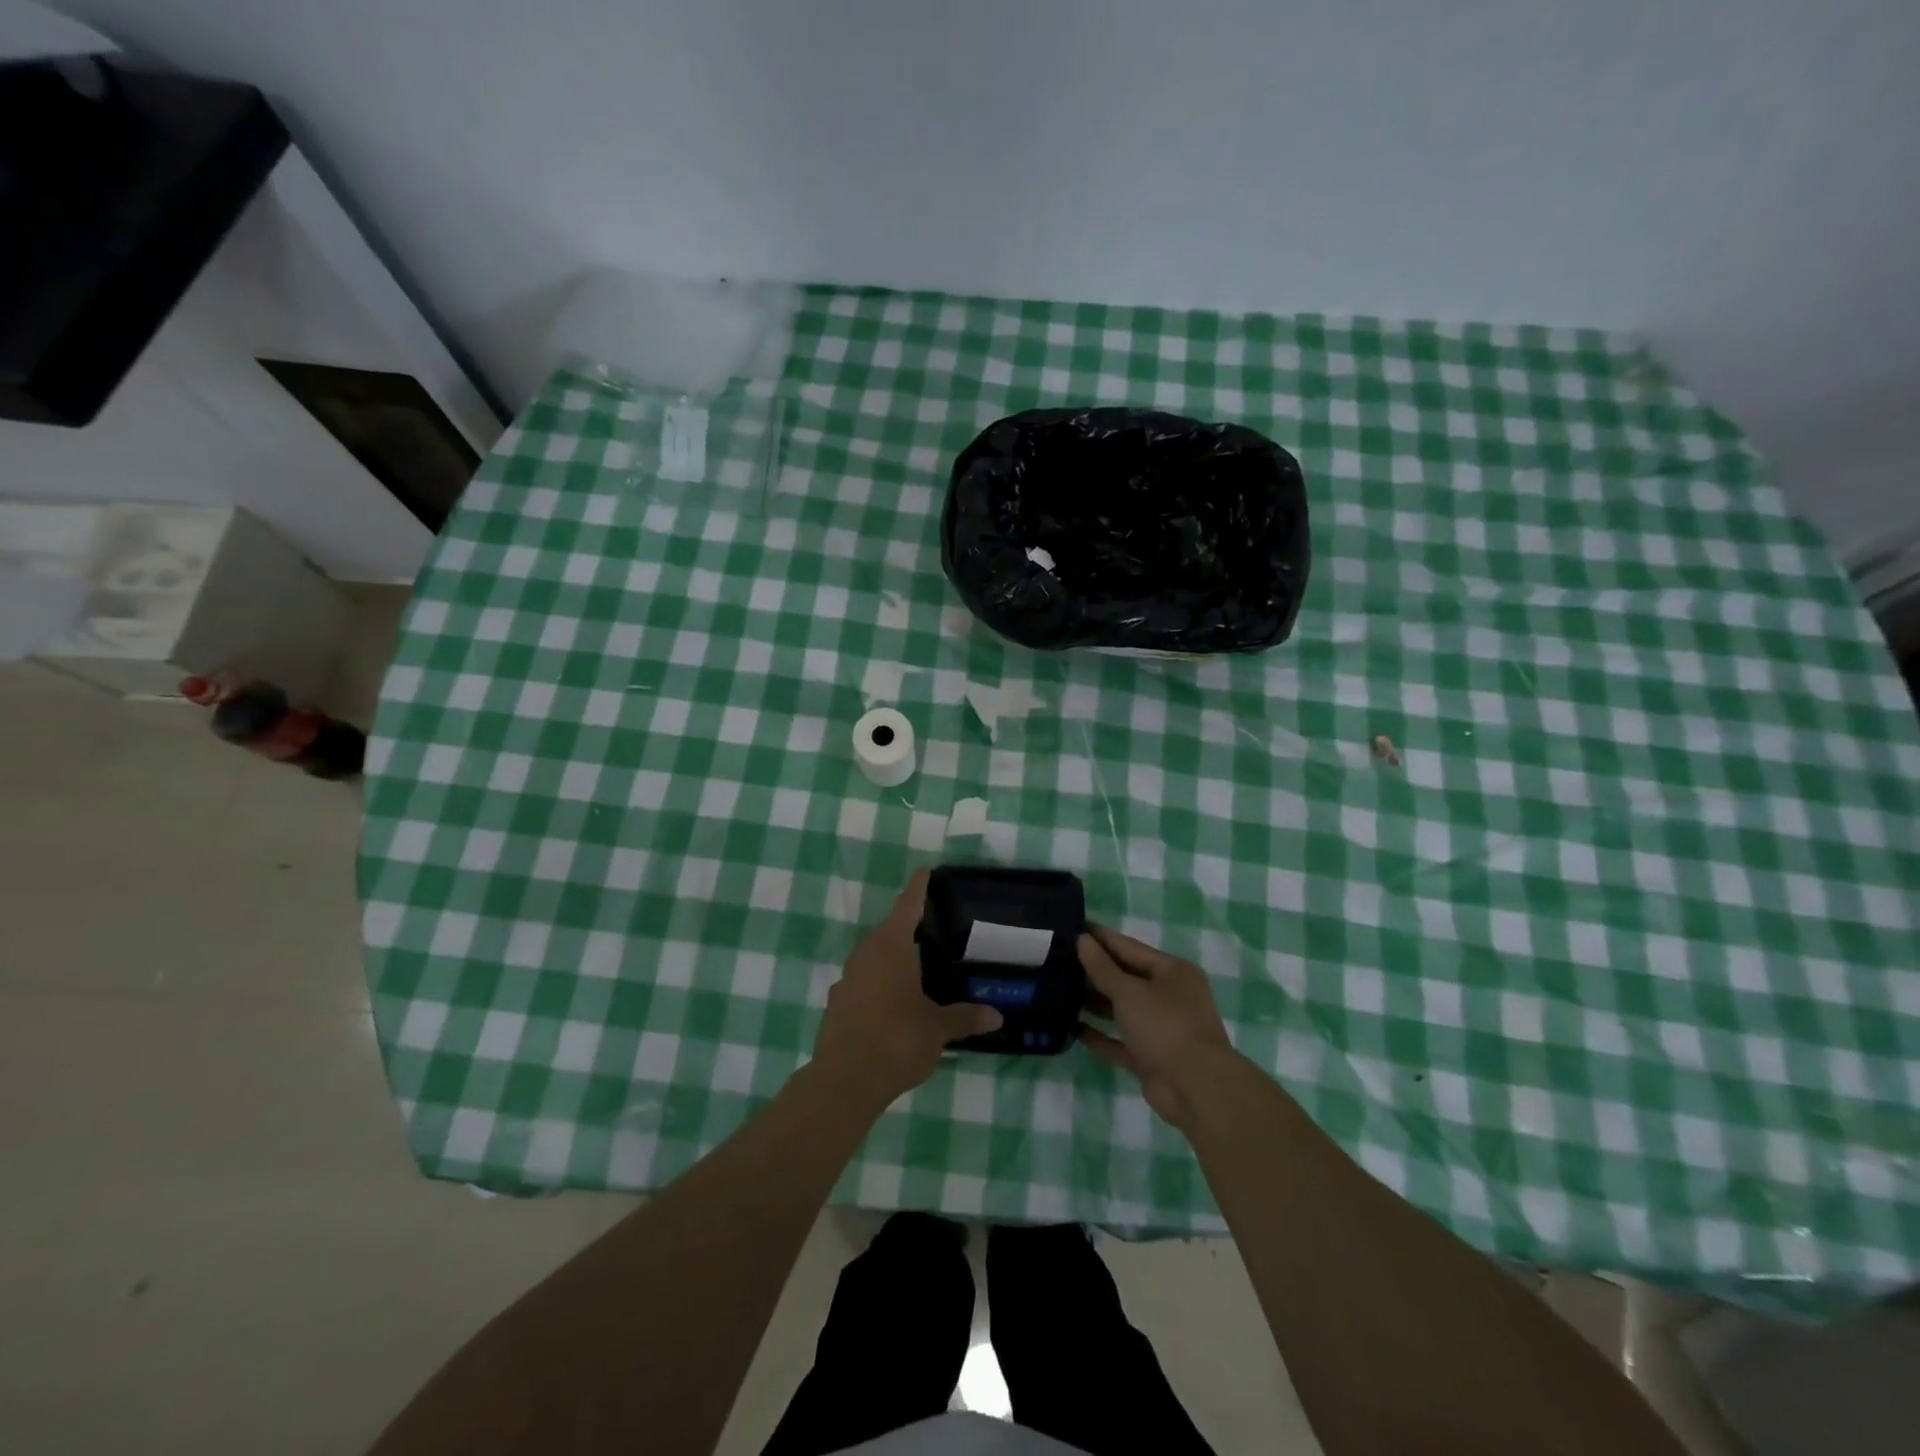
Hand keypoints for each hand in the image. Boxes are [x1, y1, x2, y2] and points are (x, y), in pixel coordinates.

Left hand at [811, 869, 1002, 1109]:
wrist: (844, 1080)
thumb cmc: (897, 1041)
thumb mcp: (938, 1029)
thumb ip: (965, 1017)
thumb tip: (997, 1016)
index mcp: (891, 948)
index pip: (908, 906)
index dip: (918, 888)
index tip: (924, 870)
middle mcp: (865, 954)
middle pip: (888, 931)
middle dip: (908, 927)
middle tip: (932, 927)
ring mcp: (847, 978)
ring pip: (873, 957)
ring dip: (891, 957)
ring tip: (915, 966)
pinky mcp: (836, 1003)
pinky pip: (862, 982)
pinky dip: (878, 983)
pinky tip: (891, 1002)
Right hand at [1078, 924, 1239, 1131]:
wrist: (1197, 1089)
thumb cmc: (1165, 1027)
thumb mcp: (1129, 992)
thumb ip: (1102, 967)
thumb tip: (1082, 940)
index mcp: (1171, 971)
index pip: (1128, 946)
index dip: (1100, 937)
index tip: (1071, 926)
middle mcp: (1169, 995)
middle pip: (1125, 977)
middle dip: (1093, 970)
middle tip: (1057, 959)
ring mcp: (1160, 1028)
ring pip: (1121, 1009)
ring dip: (1094, 1001)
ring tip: (1058, 989)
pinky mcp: (1150, 1056)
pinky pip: (1120, 1040)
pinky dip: (1100, 1034)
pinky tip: (1072, 1027)